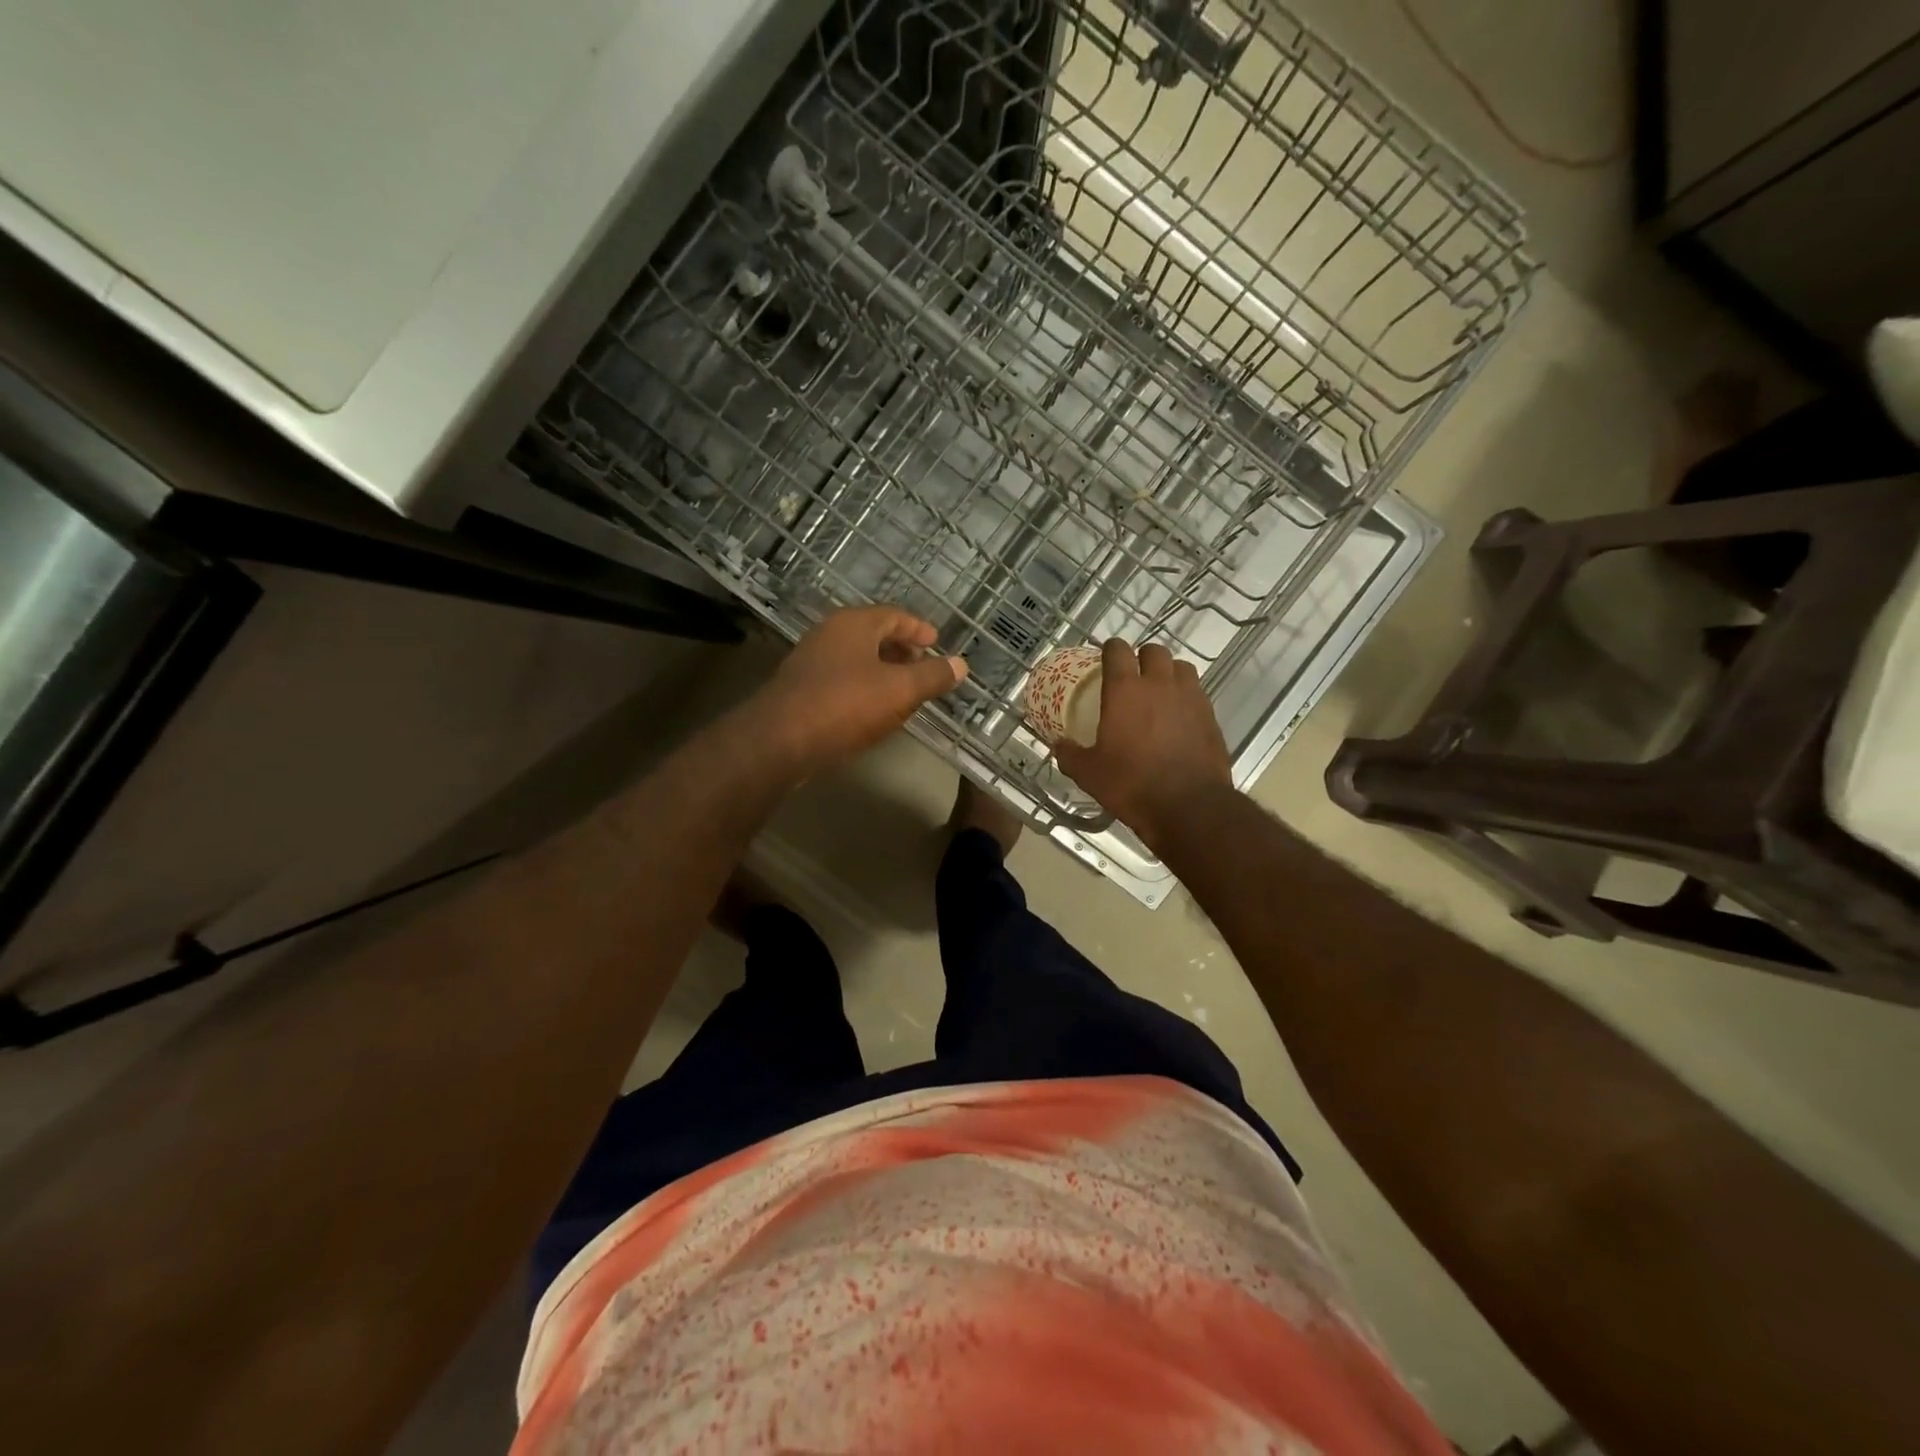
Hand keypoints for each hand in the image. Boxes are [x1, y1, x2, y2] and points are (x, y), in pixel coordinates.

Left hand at [744, 606, 966, 772]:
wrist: (780, 740)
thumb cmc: (845, 704)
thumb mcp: (900, 690)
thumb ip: (932, 676)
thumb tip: (961, 664)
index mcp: (854, 624)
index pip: (894, 615)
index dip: (918, 629)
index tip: (936, 642)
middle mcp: (829, 634)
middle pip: (872, 634)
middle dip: (900, 649)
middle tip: (922, 664)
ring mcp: (810, 661)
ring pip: (855, 658)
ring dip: (881, 669)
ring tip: (903, 690)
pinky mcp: (800, 689)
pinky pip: (840, 679)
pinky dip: (862, 686)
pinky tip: (872, 709)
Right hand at [1054, 640, 1233, 851]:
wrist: (1189, 806)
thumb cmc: (1132, 785)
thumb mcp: (1089, 774)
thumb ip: (1070, 755)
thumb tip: (1059, 745)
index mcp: (1125, 690)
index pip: (1117, 650)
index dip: (1110, 650)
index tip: (1105, 660)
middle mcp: (1159, 684)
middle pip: (1154, 651)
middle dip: (1142, 658)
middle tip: (1133, 677)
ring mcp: (1190, 697)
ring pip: (1181, 667)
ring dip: (1169, 673)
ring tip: (1160, 693)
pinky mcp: (1211, 716)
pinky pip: (1197, 693)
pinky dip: (1186, 697)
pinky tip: (1179, 718)